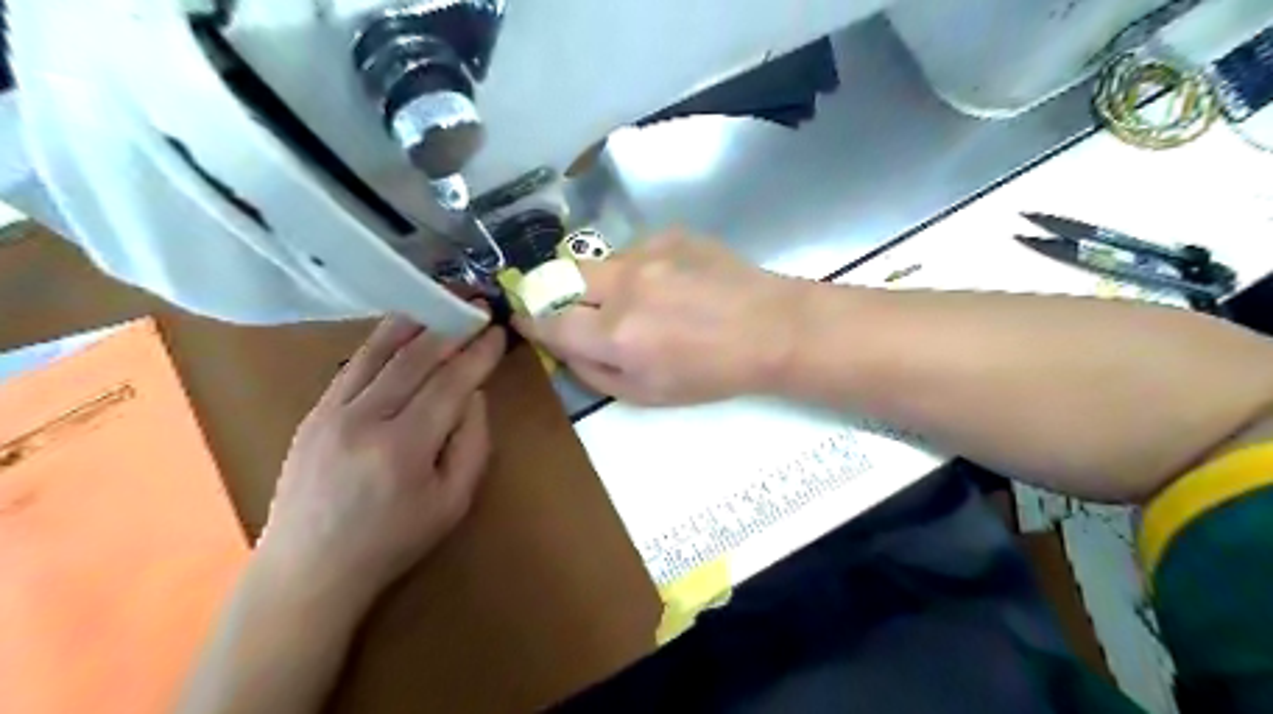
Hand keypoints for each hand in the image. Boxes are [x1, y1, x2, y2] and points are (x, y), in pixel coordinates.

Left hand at [254, 315, 503, 607]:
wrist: (309, 569)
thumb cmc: (393, 541)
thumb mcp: (453, 502)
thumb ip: (472, 443)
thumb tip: (474, 394)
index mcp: (404, 447)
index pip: (450, 383)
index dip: (478, 353)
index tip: (497, 330)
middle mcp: (364, 419)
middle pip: (415, 358)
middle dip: (450, 326)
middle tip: (475, 304)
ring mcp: (331, 412)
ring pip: (379, 352)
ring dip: (415, 322)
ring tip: (440, 300)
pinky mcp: (313, 412)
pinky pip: (354, 364)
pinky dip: (382, 341)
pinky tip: (400, 329)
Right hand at [512, 231, 793, 403]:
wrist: (771, 329)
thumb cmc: (711, 373)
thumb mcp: (647, 395)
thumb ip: (593, 372)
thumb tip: (561, 348)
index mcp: (617, 335)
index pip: (549, 320)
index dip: (530, 319)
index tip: (523, 317)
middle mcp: (624, 287)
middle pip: (563, 278)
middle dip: (560, 294)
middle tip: (579, 309)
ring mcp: (649, 253)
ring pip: (600, 263)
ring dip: (605, 283)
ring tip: (642, 301)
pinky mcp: (671, 234)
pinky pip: (635, 251)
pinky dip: (639, 269)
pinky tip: (672, 284)